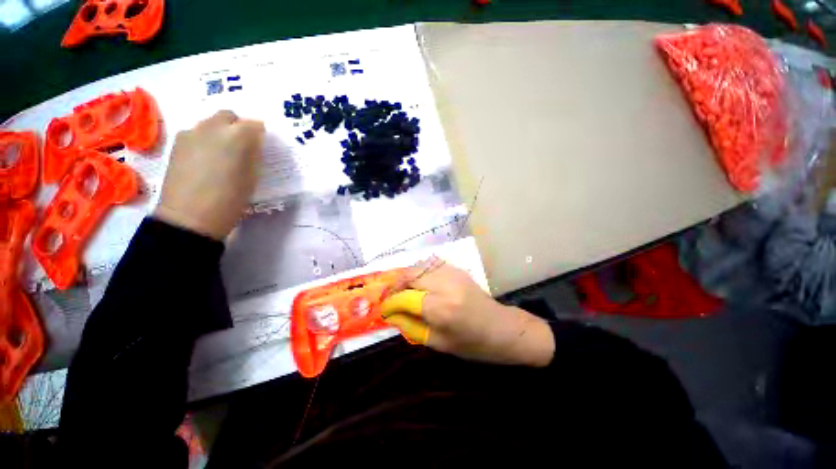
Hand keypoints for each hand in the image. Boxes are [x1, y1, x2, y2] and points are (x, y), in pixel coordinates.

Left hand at [153, 111, 264, 239]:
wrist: (190, 216)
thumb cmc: (231, 199)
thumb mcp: (252, 177)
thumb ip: (254, 155)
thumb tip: (253, 145)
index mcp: (237, 136)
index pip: (255, 124)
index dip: (260, 134)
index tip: (261, 146)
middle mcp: (213, 127)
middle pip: (229, 116)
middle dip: (239, 127)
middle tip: (243, 147)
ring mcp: (191, 133)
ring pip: (211, 123)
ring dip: (221, 132)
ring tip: (223, 155)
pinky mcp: (177, 142)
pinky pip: (196, 133)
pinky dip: (205, 140)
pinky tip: (206, 159)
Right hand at [381, 259, 554, 366]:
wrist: (502, 328)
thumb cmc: (472, 344)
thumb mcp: (439, 343)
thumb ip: (412, 326)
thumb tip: (392, 315)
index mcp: (441, 308)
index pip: (405, 297)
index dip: (390, 302)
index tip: (382, 308)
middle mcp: (445, 285)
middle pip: (410, 275)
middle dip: (395, 285)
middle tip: (389, 296)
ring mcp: (452, 273)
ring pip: (419, 266)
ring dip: (406, 276)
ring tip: (401, 289)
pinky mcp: (457, 269)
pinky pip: (430, 264)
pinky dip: (419, 271)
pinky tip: (418, 282)